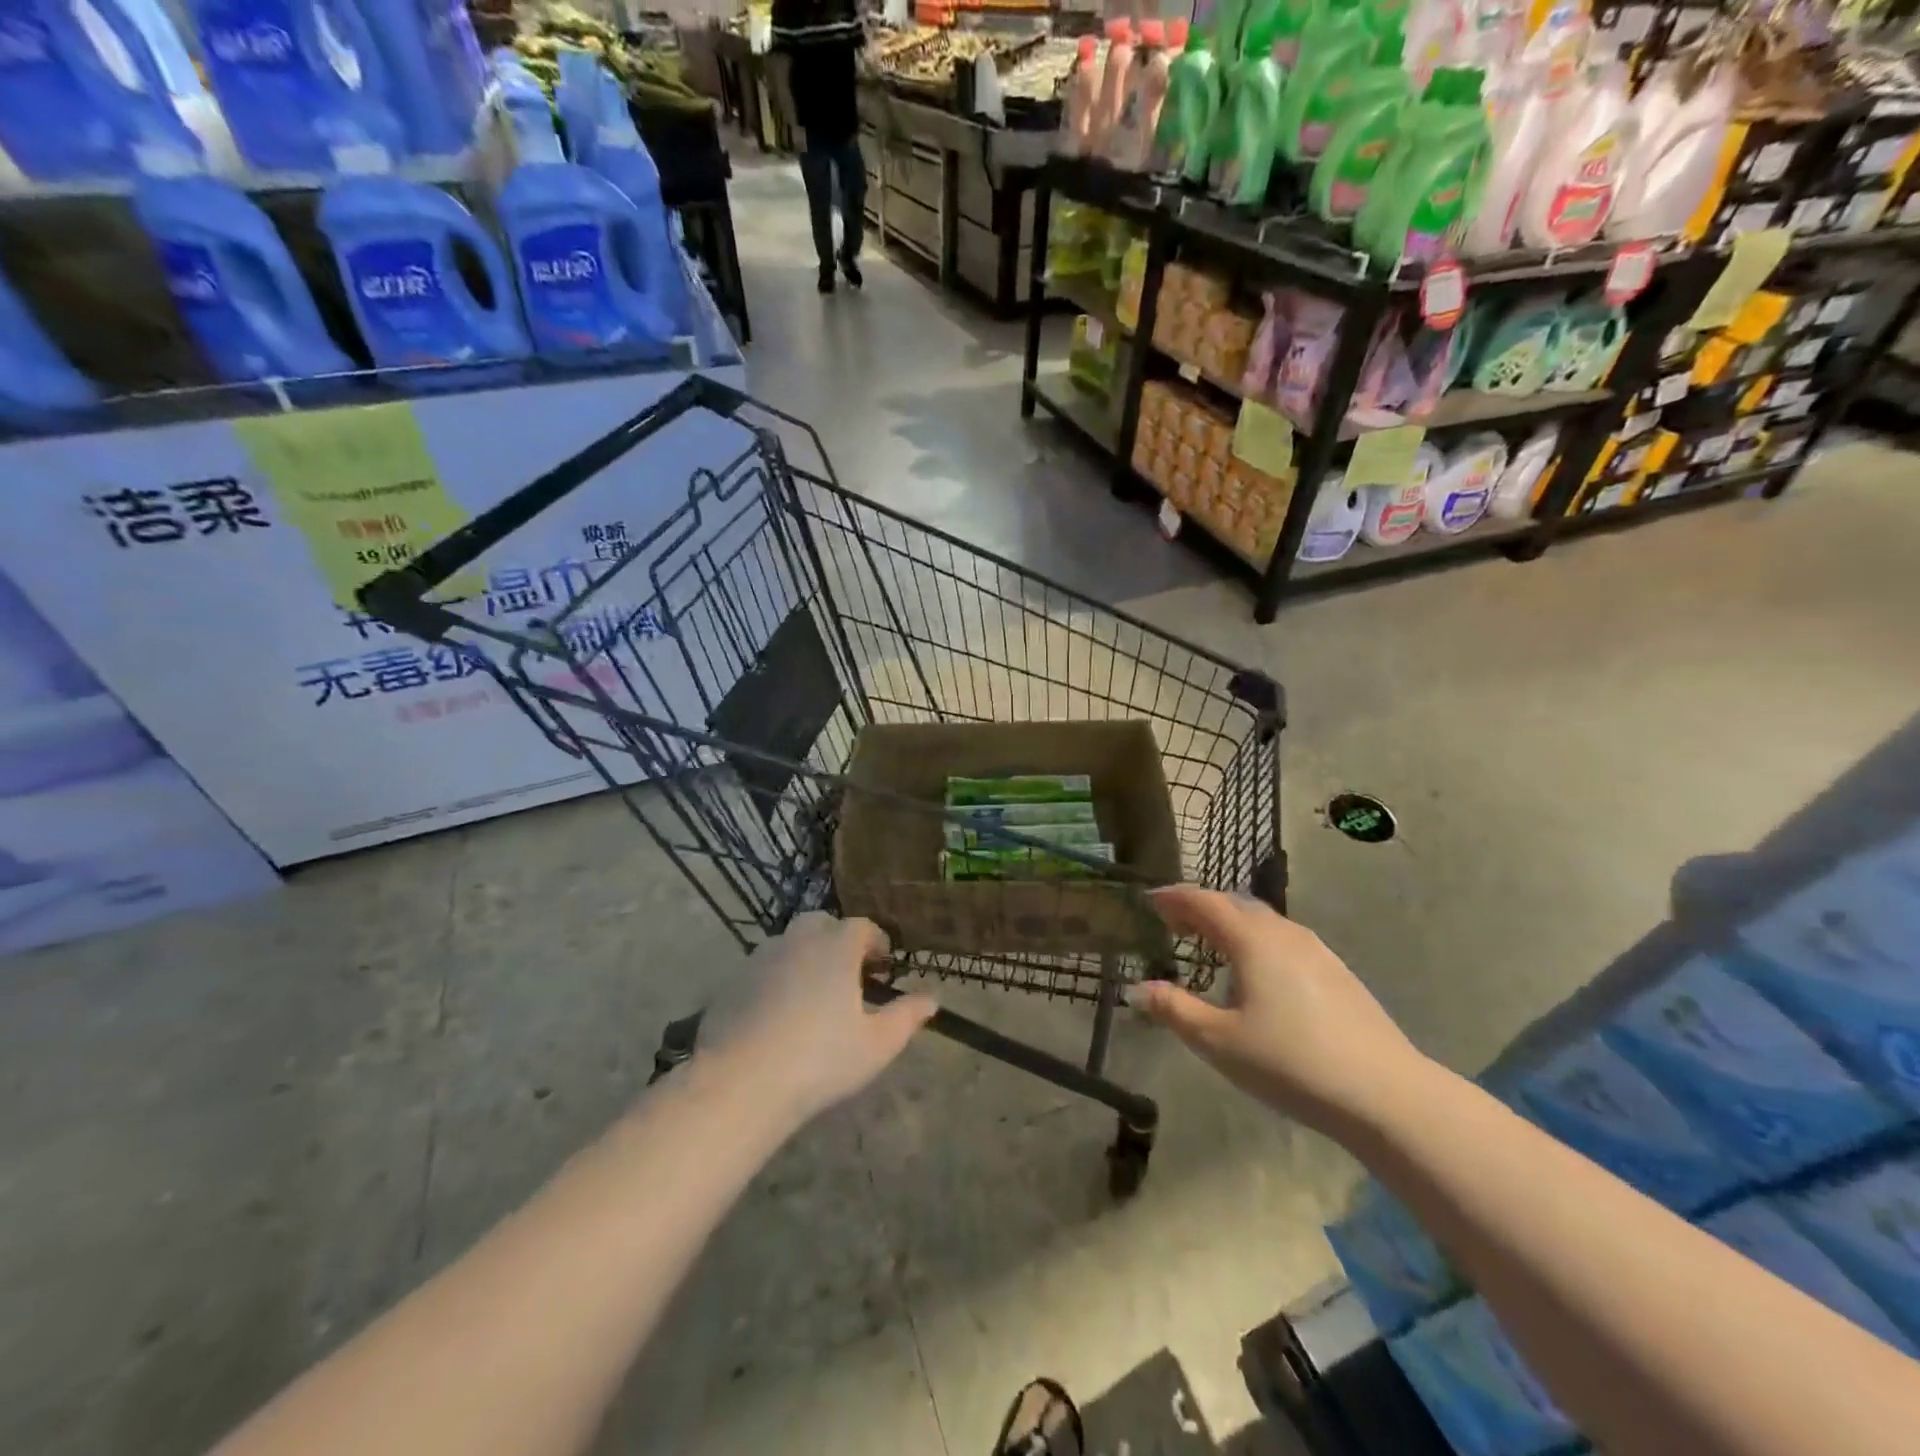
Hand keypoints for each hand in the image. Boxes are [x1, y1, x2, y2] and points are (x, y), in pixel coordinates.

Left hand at [701, 912, 935, 1122]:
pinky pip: (762, 968)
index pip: (861, 927)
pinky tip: (779, 1012)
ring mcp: (760, 958)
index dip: (876, 941)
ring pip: (789, 942)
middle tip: (849, 973)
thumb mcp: (877, 1044)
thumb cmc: (821, 1059)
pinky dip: (776, 977)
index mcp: (836, 947)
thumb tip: (931, 998)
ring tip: (814, 992)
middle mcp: (798, 941)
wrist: (741, 1083)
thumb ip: (906, 1016)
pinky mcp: (732, 981)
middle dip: (838, 939)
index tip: (884, 963)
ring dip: (805, 955)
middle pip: (821, 924)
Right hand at [1129, 886, 1426, 1131]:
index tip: (1149, 900)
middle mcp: (1284, 933)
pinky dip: (1257, 941)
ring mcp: (1317, 951)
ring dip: (1231, 924)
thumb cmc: (1290, 1062)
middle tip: (1174, 923)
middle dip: (1200, 908)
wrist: (1385, 1093)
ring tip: (1211, 946)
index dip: (1174, 897)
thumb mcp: (1219, 1041)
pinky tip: (1257, 974)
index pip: (1204, 901)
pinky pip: (1285, 941)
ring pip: (1263, 922)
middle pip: (1235, 905)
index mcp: (1252, 939)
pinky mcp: (1338, 973)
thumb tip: (1137, 990)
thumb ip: (1174, 1010)